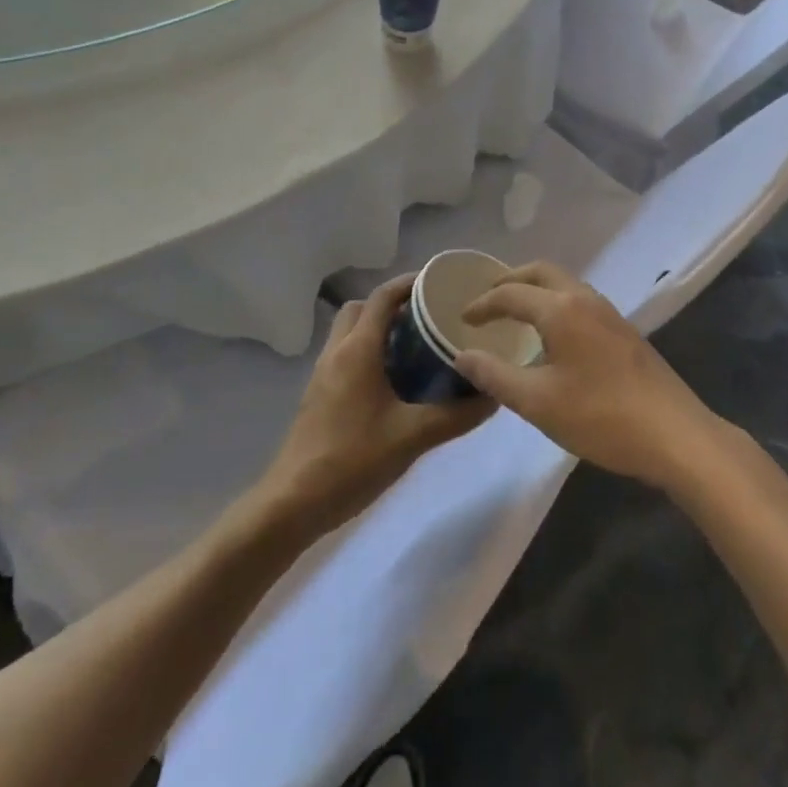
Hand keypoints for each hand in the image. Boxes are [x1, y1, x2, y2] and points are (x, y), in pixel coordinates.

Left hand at [259, 276, 493, 536]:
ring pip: (350, 332)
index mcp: (358, 350)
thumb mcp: (413, 437)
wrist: (293, 503)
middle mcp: (337, 352)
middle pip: (363, 308)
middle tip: (428, 317)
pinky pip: (345, 355)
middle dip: (393, 304)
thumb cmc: (353, 460)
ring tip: (416, 346)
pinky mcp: (318, 395)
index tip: (440, 283)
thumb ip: (456, 415)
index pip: (383, 297)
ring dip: (378, 329)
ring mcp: (323, 374)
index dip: (410, 283)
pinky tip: (394, 381)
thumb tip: (494, 395)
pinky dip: (368, 352)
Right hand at [454, 261, 728, 491]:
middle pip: (542, 272)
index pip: (511, 293)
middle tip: (487, 298)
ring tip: (516, 312)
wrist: (676, 435)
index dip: (483, 304)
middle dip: (511, 280)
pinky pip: (580, 300)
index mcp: (561, 309)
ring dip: (536, 289)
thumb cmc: (601, 417)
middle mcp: (585, 299)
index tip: (463, 320)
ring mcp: (610, 313)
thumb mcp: (538, 402)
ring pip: (565, 284)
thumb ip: (495, 376)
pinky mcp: (625, 331)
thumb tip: (462, 356)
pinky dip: (556, 302)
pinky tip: (553, 334)